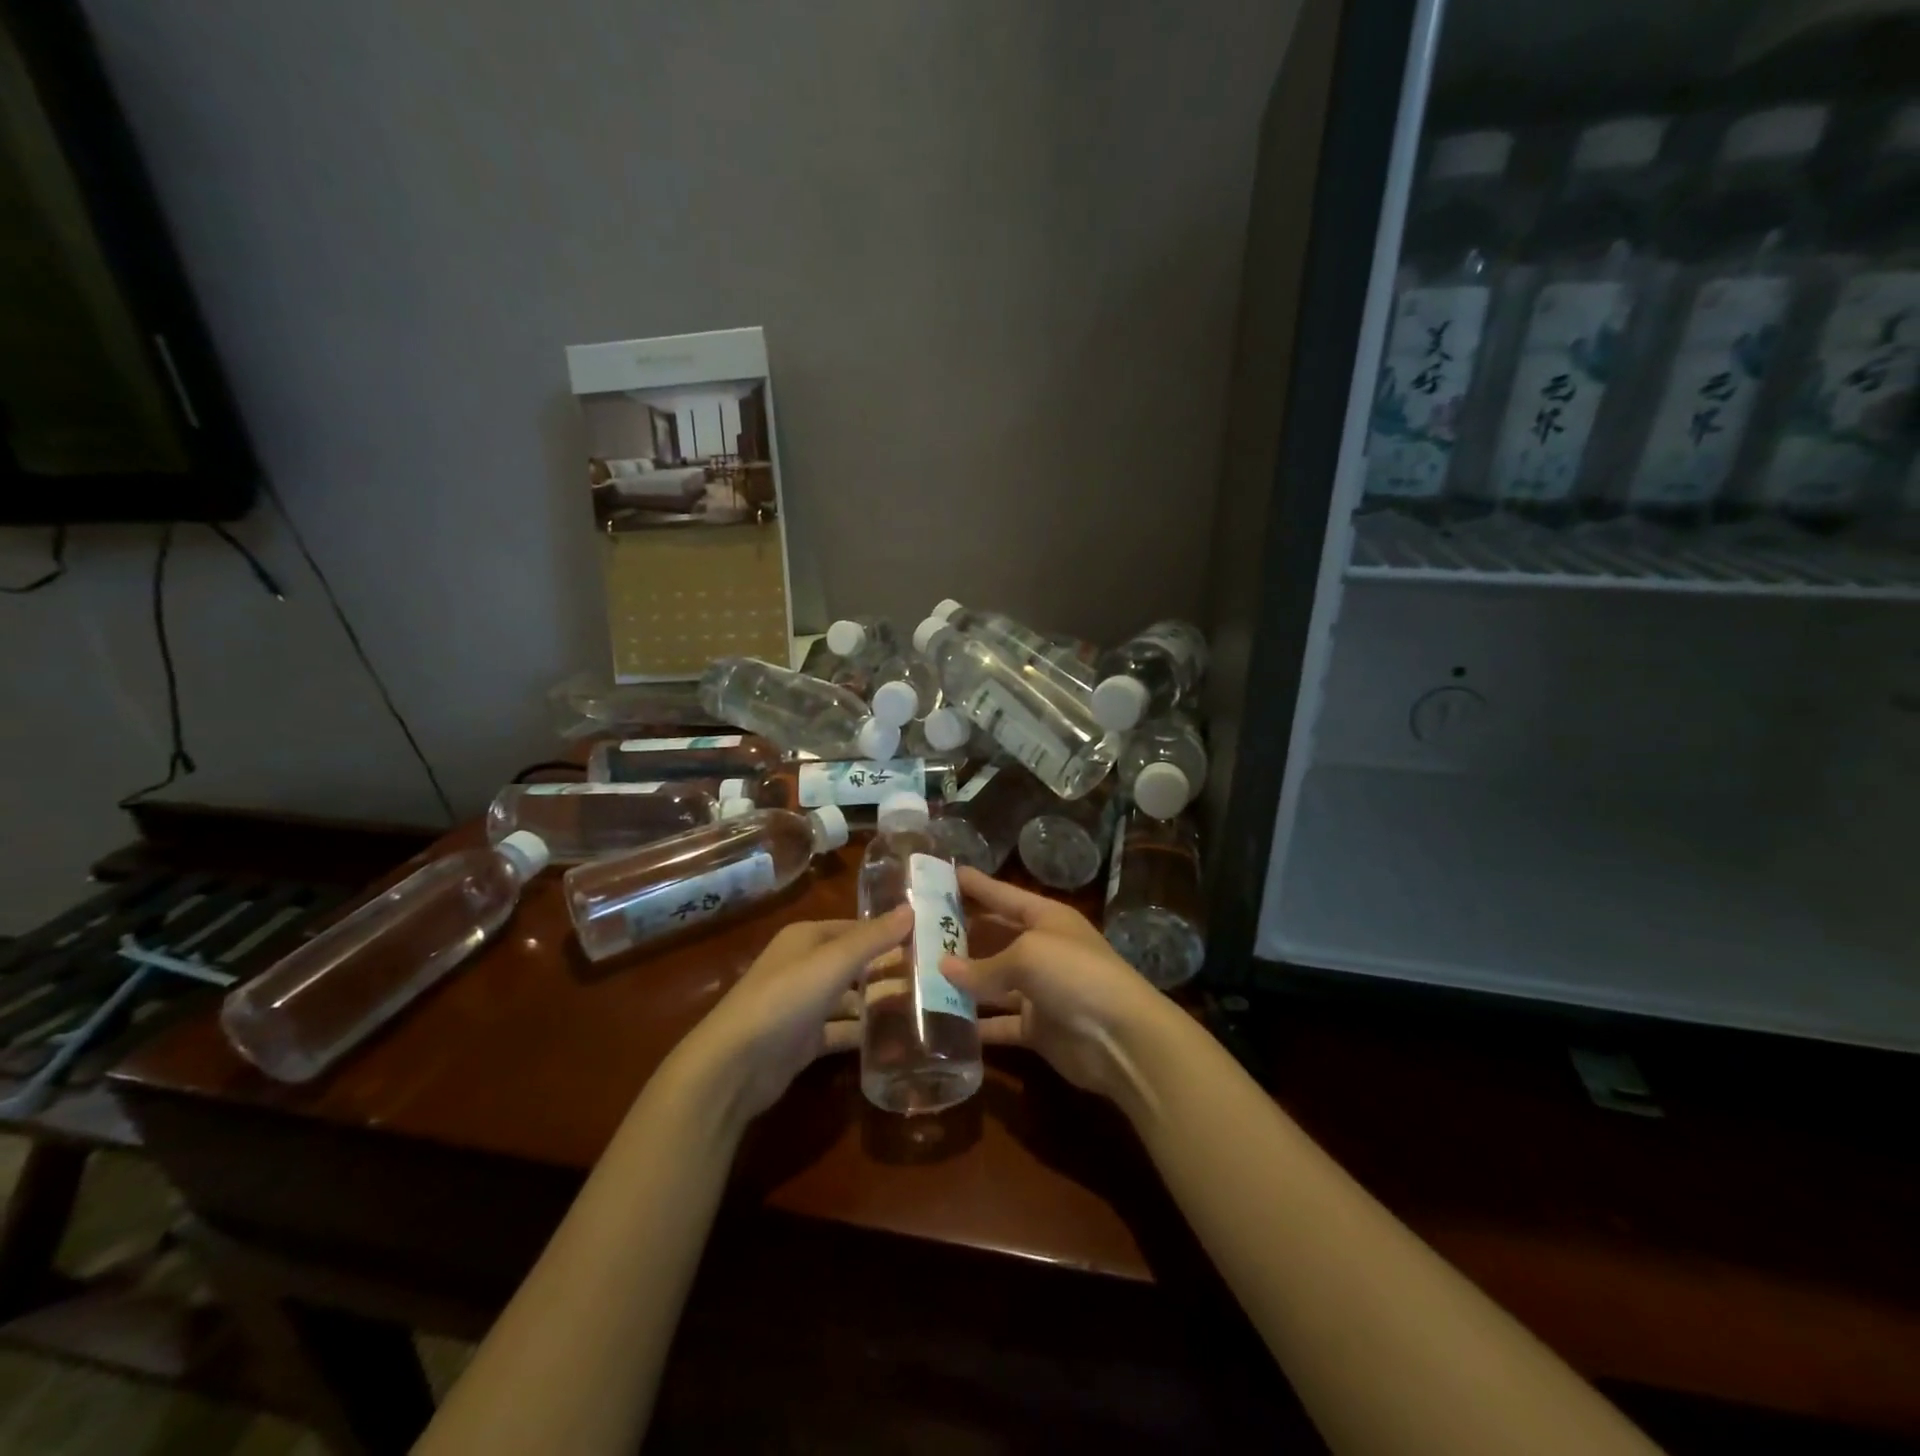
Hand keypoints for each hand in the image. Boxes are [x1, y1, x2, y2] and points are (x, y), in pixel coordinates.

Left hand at [670, 907, 911, 1123]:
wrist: (735, 1065)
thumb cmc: (785, 998)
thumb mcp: (833, 962)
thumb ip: (873, 938)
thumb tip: (911, 908)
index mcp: (807, 938)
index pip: (856, 928)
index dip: (889, 932)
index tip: (929, 938)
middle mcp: (805, 966)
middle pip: (855, 962)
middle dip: (889, 967)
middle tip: (935, 974)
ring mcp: (804, 1005)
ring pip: (851, 998)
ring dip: (880, 1001)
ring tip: (926, 1005)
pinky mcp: (805, 1040)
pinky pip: (843, 1030)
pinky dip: (865, 1033)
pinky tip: (897, 1039)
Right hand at [941, 868, 1179, 1109]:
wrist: (1121, 1037)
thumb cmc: (1074, 975)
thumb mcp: (1026, 957)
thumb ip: (983, 965)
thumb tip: (943, 968)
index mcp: (1045, 918)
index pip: (1003, 895)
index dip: (975, 885)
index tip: (943, 875)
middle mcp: (1042, 949)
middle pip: (994, 936)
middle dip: (961, 934)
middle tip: (918, 930)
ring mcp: (1039, 989)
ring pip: (992, 981)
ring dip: (962, 980)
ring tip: (919, 974)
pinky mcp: (1036, 1026)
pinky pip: (999, 1022)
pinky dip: (976, 1023)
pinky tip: (943, 1022)